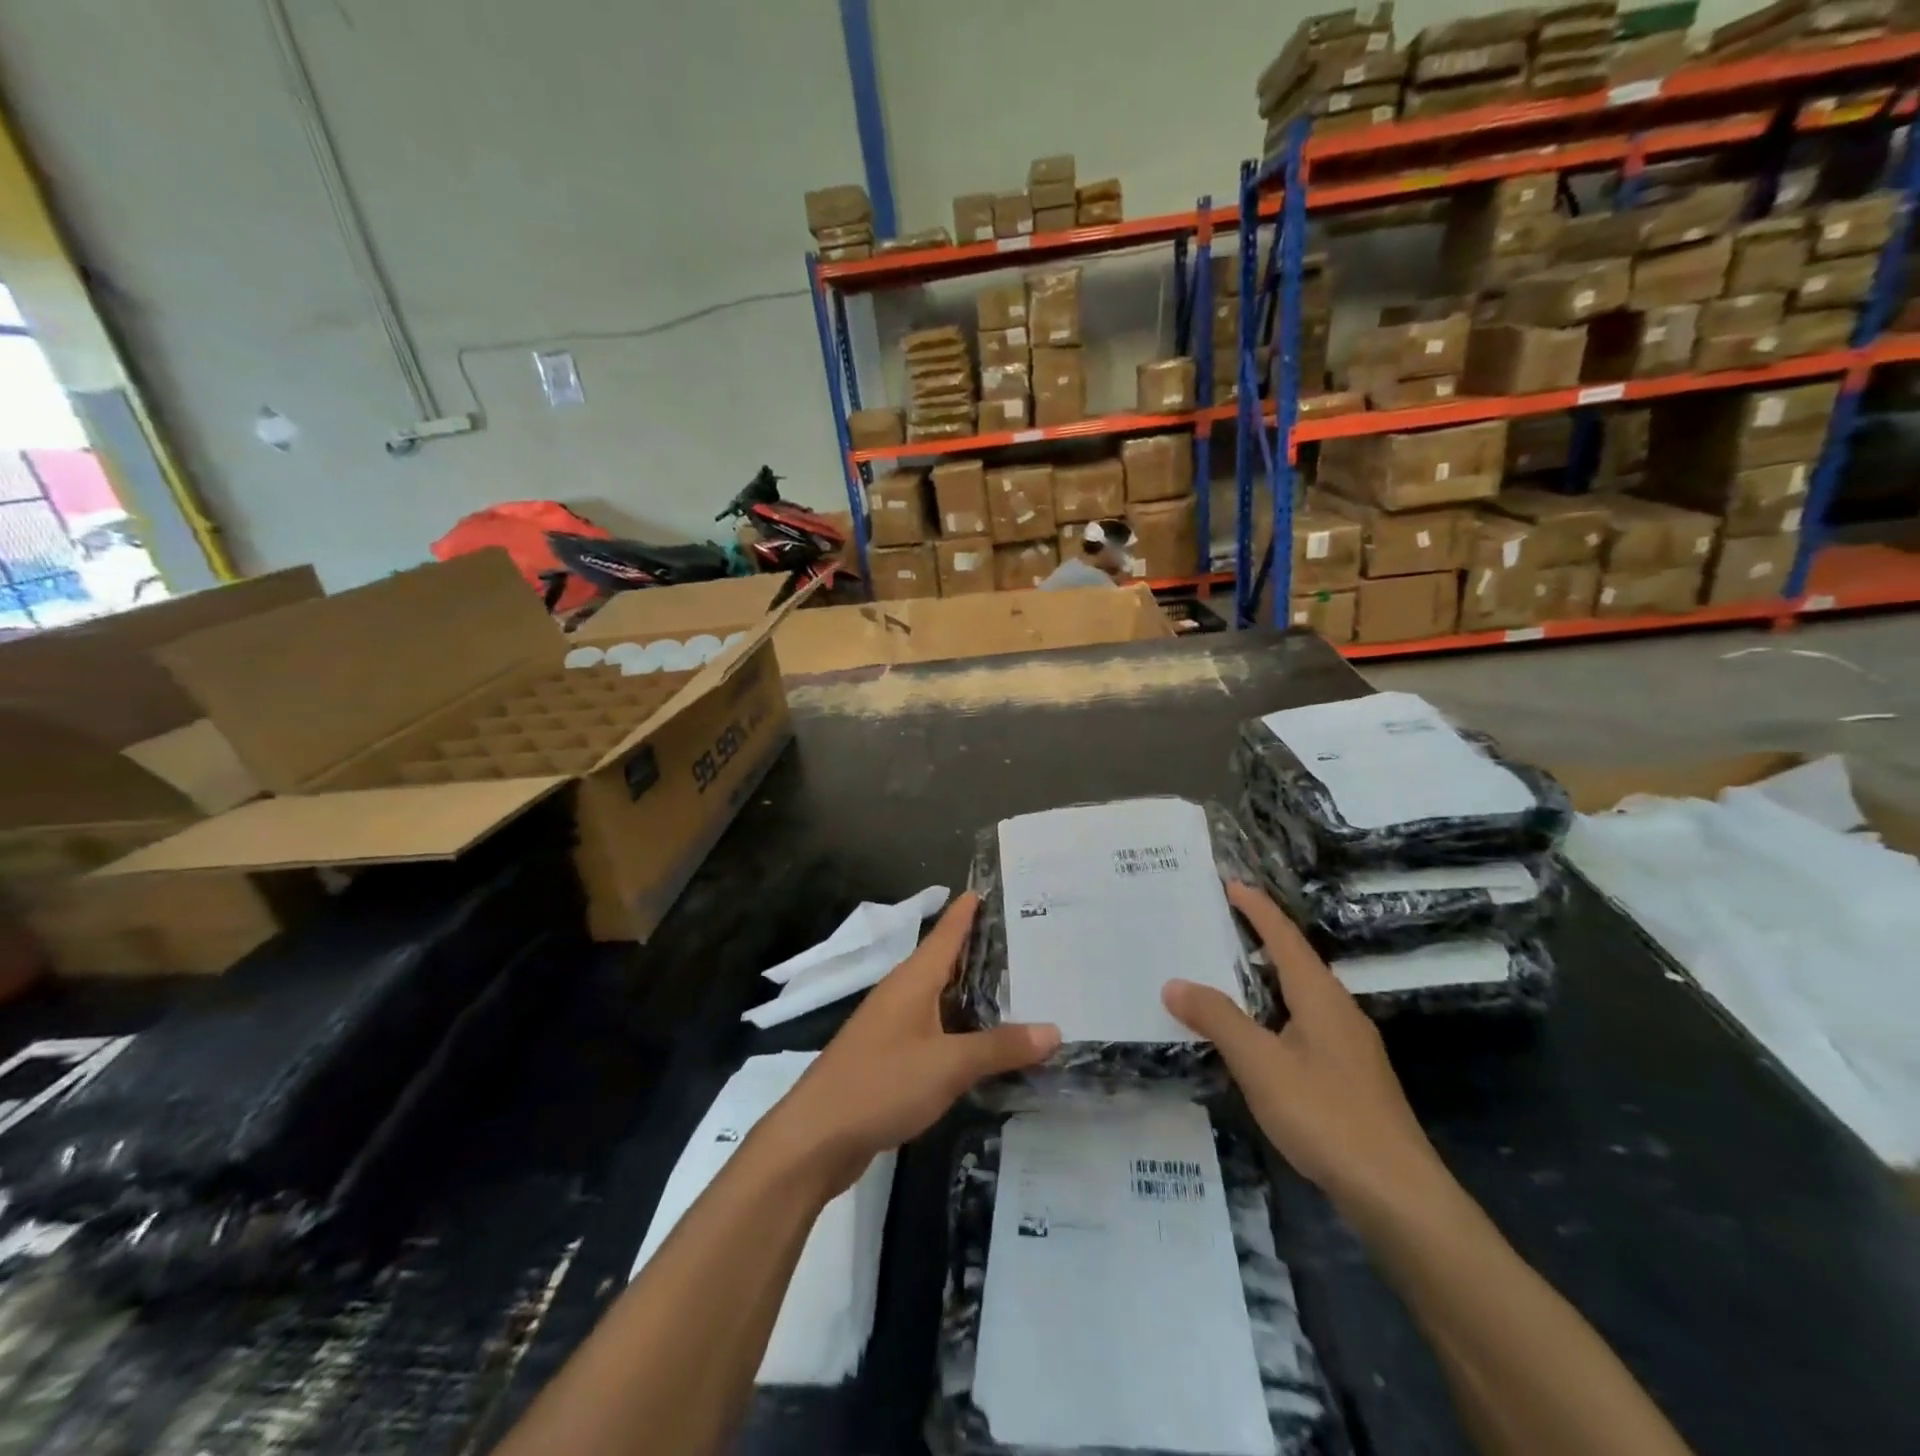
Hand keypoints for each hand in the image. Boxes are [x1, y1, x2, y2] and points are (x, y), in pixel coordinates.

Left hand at [761, 893, 1059, 1196]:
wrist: (817, 1136)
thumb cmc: (882, 1084)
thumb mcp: (949, 1065)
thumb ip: (1000, 1047)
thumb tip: (1054, 1030)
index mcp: (913, 981)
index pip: (946, 933)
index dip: (966, 911)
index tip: (990, 888)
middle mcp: (901, 994)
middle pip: (944, 961)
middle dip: (979, 950)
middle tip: (1023, 940)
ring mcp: (891, 1026)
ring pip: (939, 996)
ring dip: (970, 990)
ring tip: (1012, 987)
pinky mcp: (888, 1057)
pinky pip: (932, 1028)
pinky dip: (958, 1026)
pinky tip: (979, 1041)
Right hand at [1163, 882, 1446, 1214]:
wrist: (1398, 1195)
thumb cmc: (1326, 1116)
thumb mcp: (1261, 1064)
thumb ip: (1218, 1019)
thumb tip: (1175, 982)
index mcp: (1320, 997)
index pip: (1285, 938)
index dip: (1258, 909)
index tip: (1231, 883)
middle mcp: (1339, 1012)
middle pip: (1296, 961)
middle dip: (1260, 938)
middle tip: (1219, 923)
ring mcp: (1349, 1047)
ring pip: (1301, 996)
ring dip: (1266, 977)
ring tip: (1228, 972)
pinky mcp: (1350, 1077)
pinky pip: (1304, 1025)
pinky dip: (1274, 1012)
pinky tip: (1258, 1035)